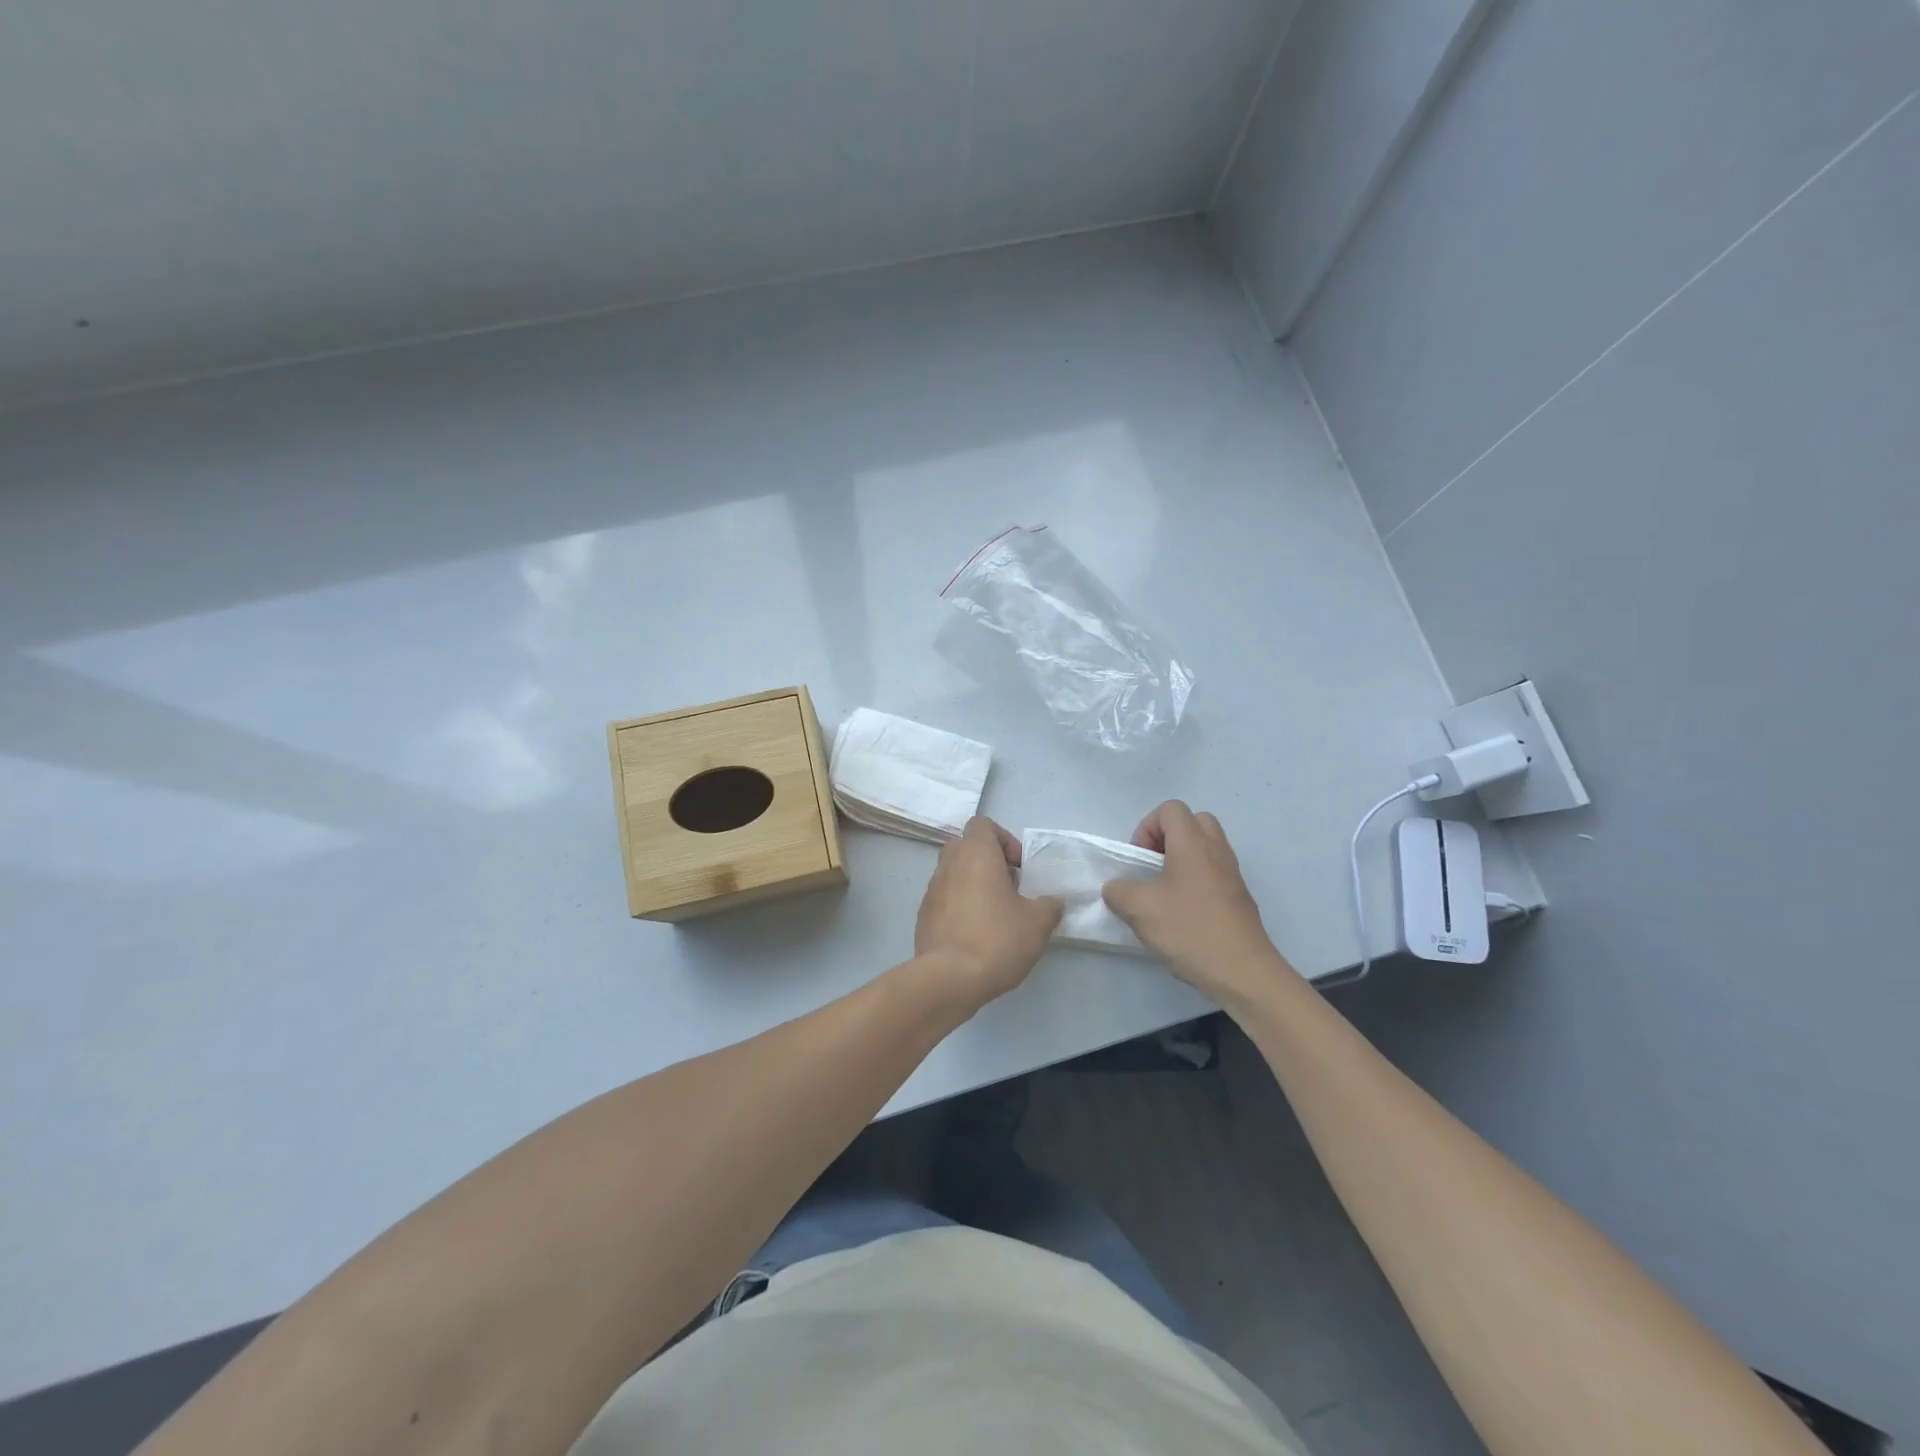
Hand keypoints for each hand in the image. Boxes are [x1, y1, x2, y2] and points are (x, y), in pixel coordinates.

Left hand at [913, 817, 1062, 1010]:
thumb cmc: (997, 939)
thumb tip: (1051, 904)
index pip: (983, 824)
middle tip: (1009, 890)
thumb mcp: (1038, 923)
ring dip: (973, 886)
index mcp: (975, 854)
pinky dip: (959, 909)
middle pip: (966, 847)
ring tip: (995, 917)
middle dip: (988, 863)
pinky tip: (975, 937)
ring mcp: (931, 890)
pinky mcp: (922, 917)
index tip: (1018, 868)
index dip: (1004, 840)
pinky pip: (944, 901)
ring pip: (954, 874)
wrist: (949, 979)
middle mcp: (948, 864)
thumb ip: (1049, 906)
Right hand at [1102, 801, 1294, 1008]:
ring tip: (1164, 892)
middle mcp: (1216, 850)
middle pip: (1192, 822)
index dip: (1147, 828)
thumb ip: (1118, 891)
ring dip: (1182, 860)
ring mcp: (1232, 873)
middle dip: (1167, 838)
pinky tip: (1182, 914)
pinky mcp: (1239, 896)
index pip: (1170, 810)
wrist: (1242, 971)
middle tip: (1153, 867)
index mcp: (1193, 843)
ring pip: (1205, 847)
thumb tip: (1116, 888)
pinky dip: (1196, 880)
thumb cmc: (1189, 930)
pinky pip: (1214, 871)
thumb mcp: (1139, 910)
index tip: (1139, 860)